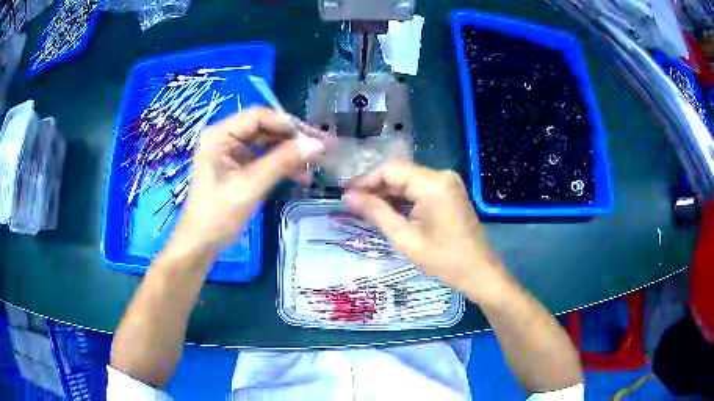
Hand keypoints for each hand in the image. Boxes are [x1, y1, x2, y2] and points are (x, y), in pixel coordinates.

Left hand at [172, 107, 326, 254]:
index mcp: (219, 135)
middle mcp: (224, 137)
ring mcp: (230, 151)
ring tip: (315, 162)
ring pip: (265, 142)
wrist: (201, 243)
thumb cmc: (218, 216)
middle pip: (263, 127)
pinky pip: (262, 157)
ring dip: (289, 151)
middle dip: (291, 138)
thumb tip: (316, 145)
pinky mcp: (236, 165)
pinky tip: (300, 173)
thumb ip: (282, 162)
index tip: (312, 137)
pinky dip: (280, 164)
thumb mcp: (250, 187)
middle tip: (319, 148)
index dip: (286, 123)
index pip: (258, 116)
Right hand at [344, 160, 505, 300]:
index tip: (347, 196)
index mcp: (432, 183)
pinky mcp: (450, 191)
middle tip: (354, 205)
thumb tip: (348, 197)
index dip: (366, 180)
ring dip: (388, 193)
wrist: (478, 271)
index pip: (390, 169)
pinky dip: (404, 198)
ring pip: (409, 180)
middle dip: (376, 188)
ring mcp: (448, 182)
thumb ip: (376, 212)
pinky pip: (420, 188)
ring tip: (367, 210)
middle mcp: (442, 175)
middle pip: (400, 173)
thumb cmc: (443, 259)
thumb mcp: (405, 238)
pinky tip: (389, 211)